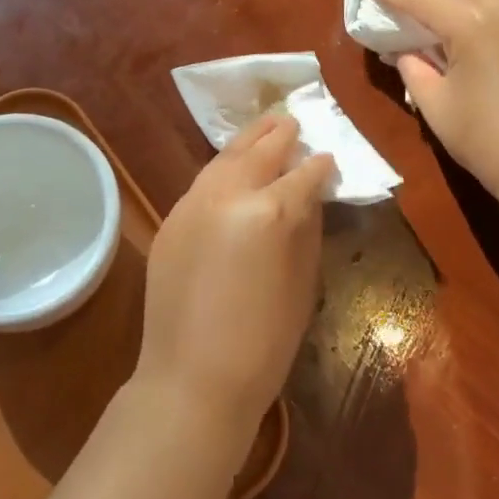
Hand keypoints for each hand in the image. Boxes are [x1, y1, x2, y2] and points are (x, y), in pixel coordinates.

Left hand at [138, 116, 333, 440]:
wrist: (192, 376)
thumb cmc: (264, 342)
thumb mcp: (303, 284)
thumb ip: (307, 228)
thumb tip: (310, 194)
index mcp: (270, 212)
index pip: (302, 175)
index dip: (319, 165)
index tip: (328, 157)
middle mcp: (228, 194)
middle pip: (258, 152)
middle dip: (279, 135)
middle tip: (293, 121)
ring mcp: (192, 203)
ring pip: (224, 159)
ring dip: (246, 142)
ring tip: (264, 128)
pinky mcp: (170, 218)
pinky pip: (202, 182)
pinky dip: (222, 169)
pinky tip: (231, 167)